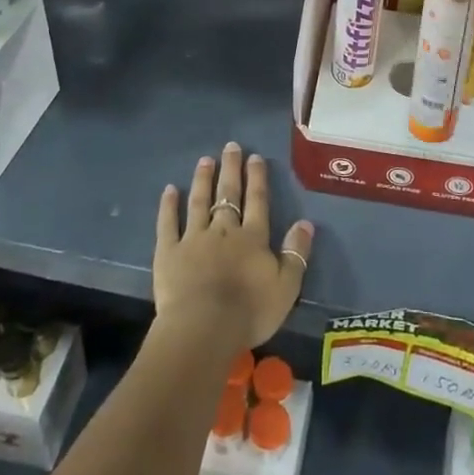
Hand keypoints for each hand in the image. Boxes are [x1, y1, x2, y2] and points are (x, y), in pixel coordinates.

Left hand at [154, 143, 312, 353]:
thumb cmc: (249, 311)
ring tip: (205, 160)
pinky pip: (168, 224)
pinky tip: (169, 190)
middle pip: (228, 194)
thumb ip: (296, 254)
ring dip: (203, 180)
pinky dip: (168, 206)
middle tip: (231, 146)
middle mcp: (224, 230)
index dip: (257, 178)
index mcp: (252, 238)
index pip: (257, 201)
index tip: (254, 157)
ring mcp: (194, 238)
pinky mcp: (168, 252)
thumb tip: (306, 223)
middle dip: (231, 169)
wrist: (203, 328)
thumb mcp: (286, 287)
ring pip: (199, 202)